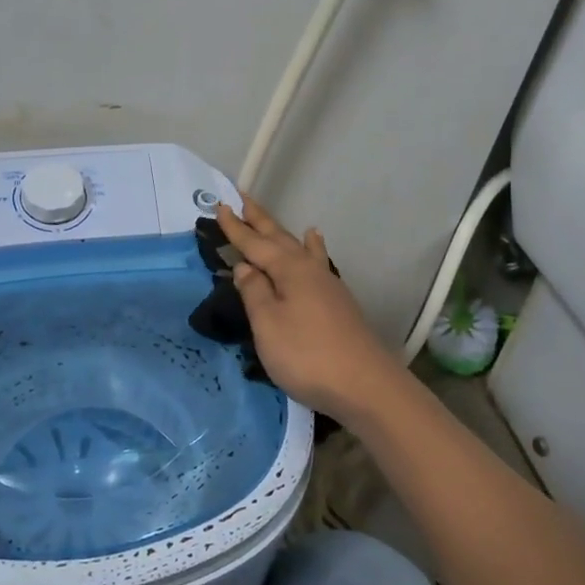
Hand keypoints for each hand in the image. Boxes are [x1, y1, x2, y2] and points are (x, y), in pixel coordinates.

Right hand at [217, 197, 406, 422]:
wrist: (365, 385)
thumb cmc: (307, 354)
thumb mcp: (268, 324)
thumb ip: (254, 292)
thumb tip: (245, 266)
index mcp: (289, 270)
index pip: (255, 243)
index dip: (236, 228)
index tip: (220, 206)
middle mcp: (309, 269)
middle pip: (280, 238)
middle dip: (259, 220)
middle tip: (242, 199)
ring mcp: (328, 285)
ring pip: (299, 249)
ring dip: (283, 234)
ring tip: (274, 220)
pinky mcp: (338, 303)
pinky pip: (317, 263)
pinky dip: (313, 250)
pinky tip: (316, 249)